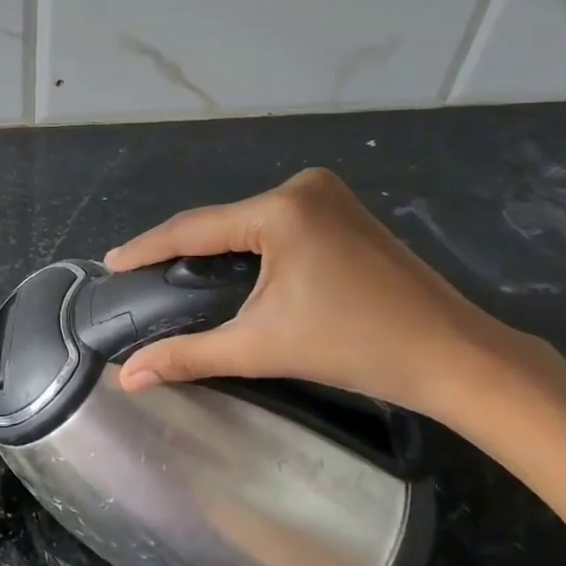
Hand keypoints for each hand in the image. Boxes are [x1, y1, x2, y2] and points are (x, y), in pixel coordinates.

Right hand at [104, 169, 522, 421]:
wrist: (454, 357)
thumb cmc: (356, 347)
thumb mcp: (262, 347)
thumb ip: (189, 355)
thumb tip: (128, 378)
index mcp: (280, 210)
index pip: (194, 228)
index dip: (147, 247)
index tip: (110, 263)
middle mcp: (301, 188)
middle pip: (221, 223)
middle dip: (181, 251)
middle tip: (141, 277)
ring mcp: (327, 195)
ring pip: (247, 223)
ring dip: (214, 249)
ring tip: (176, 276)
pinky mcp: (343, 210)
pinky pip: (275, 224)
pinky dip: (248, 246)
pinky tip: (232, 269)